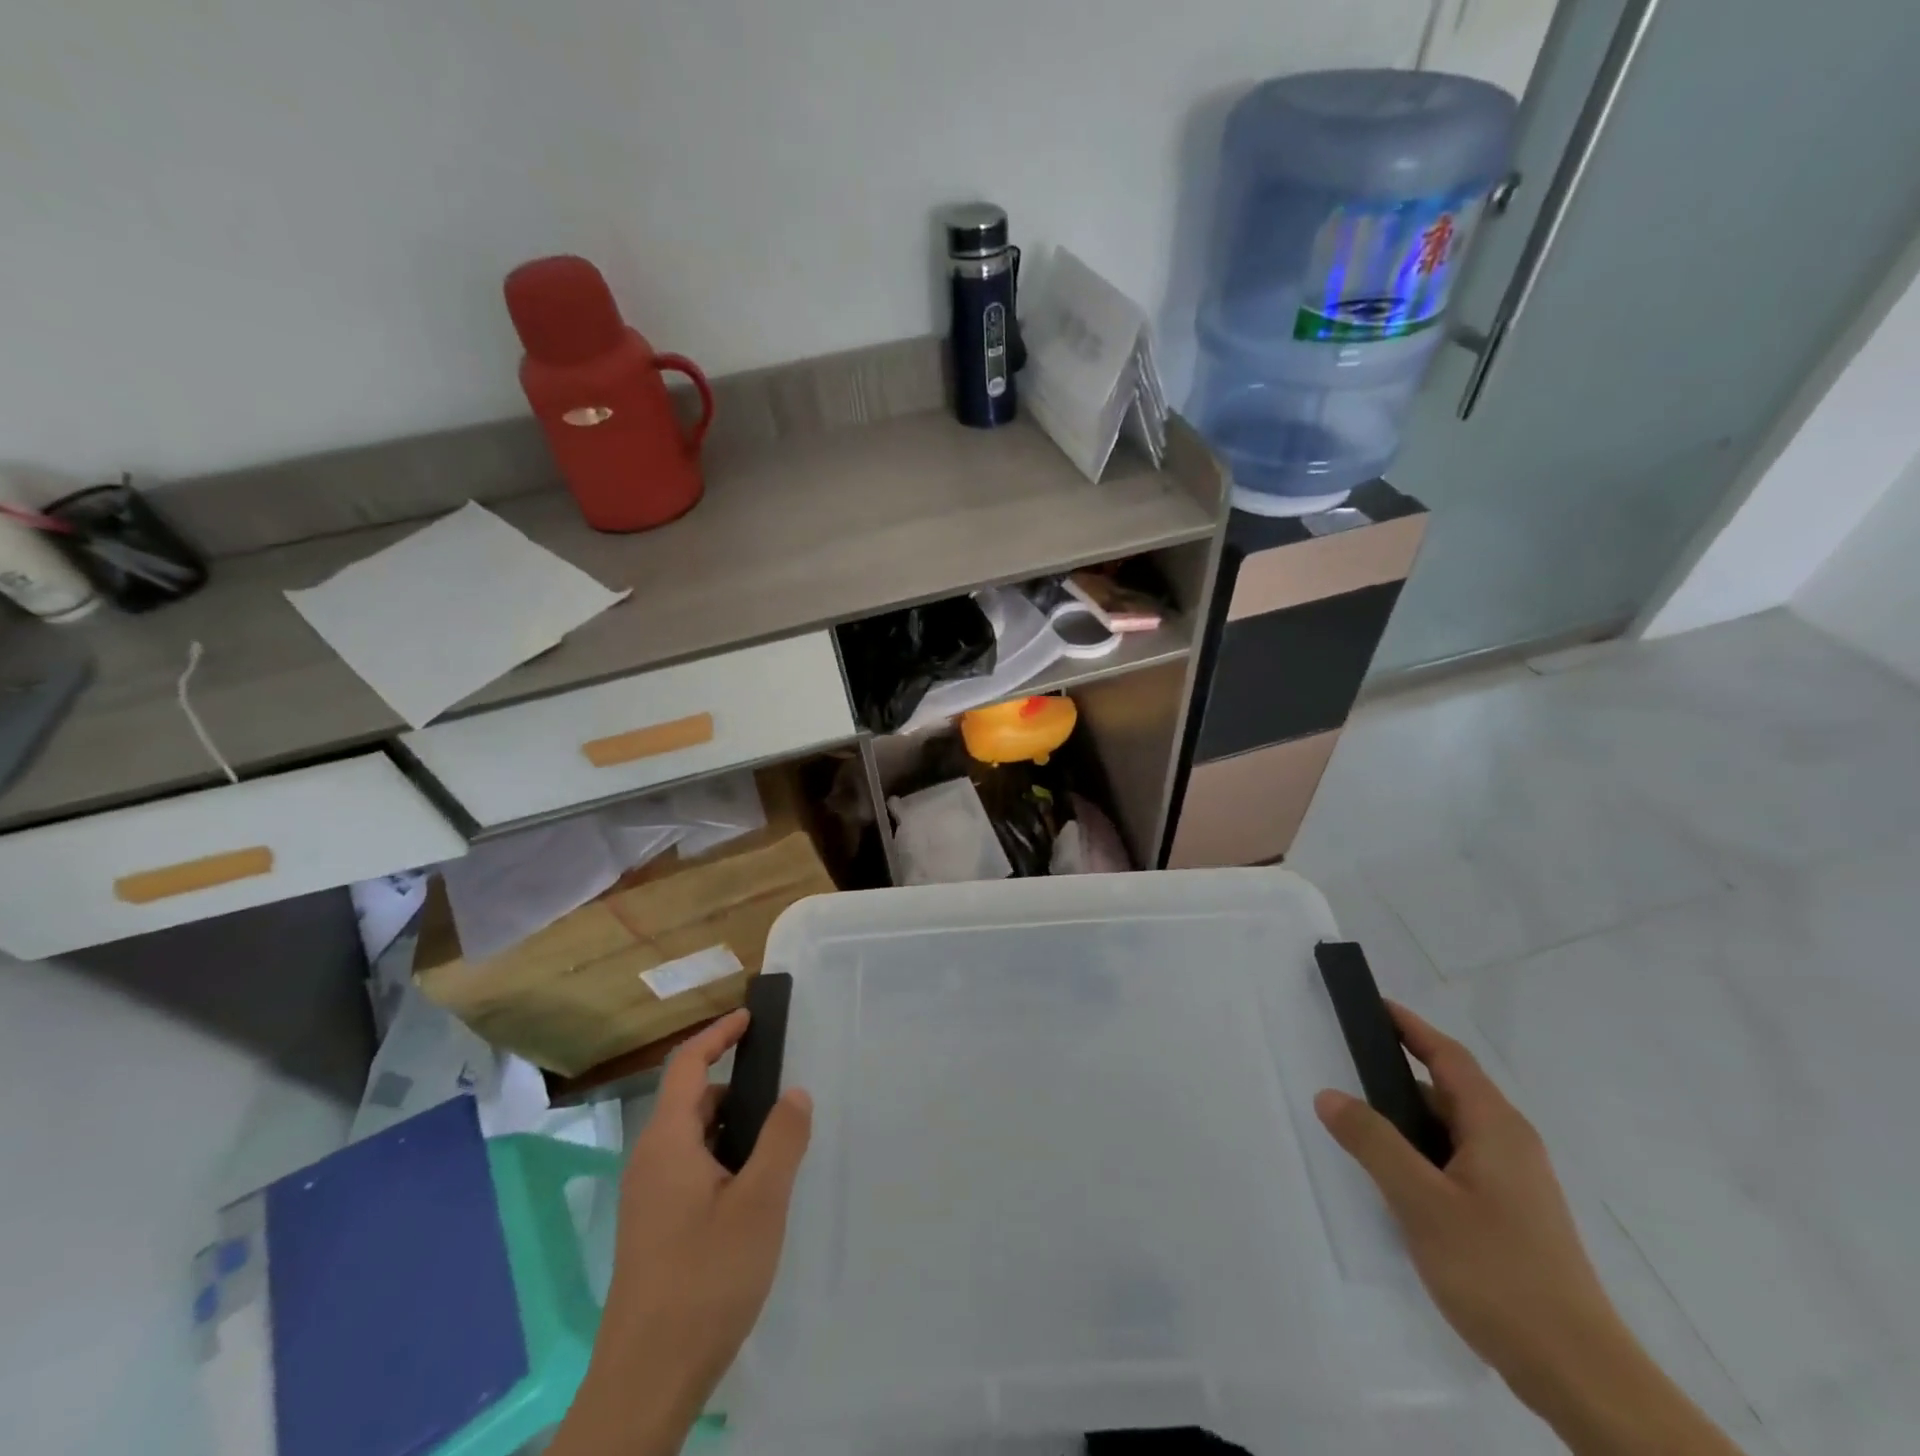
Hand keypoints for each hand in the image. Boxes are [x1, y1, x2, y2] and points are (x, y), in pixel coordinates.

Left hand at [552, 1010, 811, 1455]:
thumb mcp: (760, 1203)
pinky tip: (754, 1190)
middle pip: (691, 1101)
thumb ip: (781, 1139)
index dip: (718, 1034)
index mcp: (667, 1143)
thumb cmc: (705, 1279)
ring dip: (732, 1127)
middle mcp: (650, 1161)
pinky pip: (690, 1170)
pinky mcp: (654, 1229)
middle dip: (736, 1086)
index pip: (687, 1065)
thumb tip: (795, 1091)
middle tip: (783, 1089)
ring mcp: (648, 1198)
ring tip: (778, 1141)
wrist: (646, 1381)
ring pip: (693, 1140)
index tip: (751, 1017)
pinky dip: (723, 1158)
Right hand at [1314, 1004, 1745, 1455]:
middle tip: (1347, 1068)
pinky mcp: (1512, 1217)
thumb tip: (1329, 1094)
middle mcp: (1510, 1145)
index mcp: (1496, 1128)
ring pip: (1452, 1131)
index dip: (1410, 1027)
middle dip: (1398, 1075)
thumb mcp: (1421, 1202)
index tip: (1373, 1005)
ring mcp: (1516, 1184)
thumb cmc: (1498, 1272)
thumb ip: (1372, 1142)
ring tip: (1360, 1127)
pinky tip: (1396, 1181)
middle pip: (1449, 1091)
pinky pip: (1457, 1162)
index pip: (1448, 1057)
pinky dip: (1422, 1153)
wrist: (1579, 1375)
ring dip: (1408, 1120)